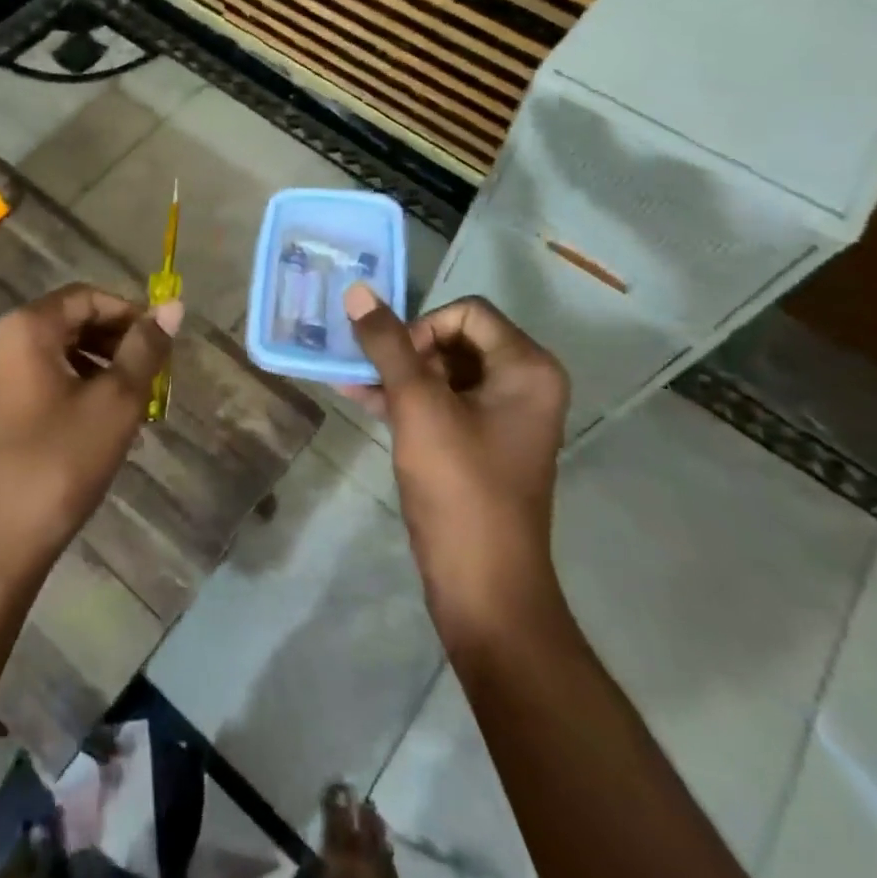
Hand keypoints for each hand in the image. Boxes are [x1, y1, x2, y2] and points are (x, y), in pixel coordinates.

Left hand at [0, 284, 182, 581]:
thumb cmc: (60, 461)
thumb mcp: (115, 401)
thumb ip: (145, 348)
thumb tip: (173, 305)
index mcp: (27, 328)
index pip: (88, 297)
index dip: (130, 313)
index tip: (162, 344)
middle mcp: (3, 340)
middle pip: (72, 321)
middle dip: (118, 341)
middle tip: (153, 374)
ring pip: (61, 352)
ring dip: (102, 366)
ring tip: (135, 400)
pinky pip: (45, 378)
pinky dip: (78, 386)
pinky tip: (103, 421)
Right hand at [342, 283, 569, 642]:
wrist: (484, 586)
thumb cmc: (459, 487)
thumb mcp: (418, 408)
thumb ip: (387, 345)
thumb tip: (357, 291)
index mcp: (527, 368)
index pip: (466, 313)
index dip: (422, 327)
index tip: (394, 362)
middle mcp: (523, 384)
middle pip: (454, 339)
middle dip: (405, 351)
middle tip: (369, 373)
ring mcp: (503, 415)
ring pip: (442, 371)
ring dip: (397, 374)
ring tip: (349, 380)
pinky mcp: (481, 442)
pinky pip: (442, 402)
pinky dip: (406, 399)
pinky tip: (361, 399)